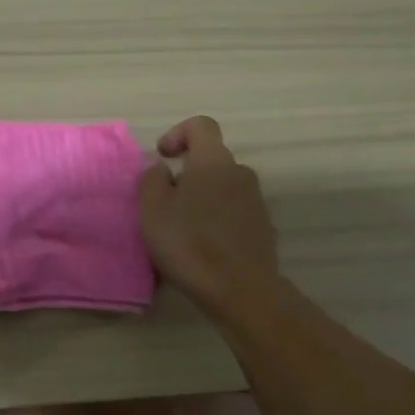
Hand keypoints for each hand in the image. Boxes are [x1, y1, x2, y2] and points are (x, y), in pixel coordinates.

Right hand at [139, 116, 278, 310]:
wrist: (240, 289)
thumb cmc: (189, 243)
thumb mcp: (152, 209)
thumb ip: (152, 179)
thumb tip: (162, 169)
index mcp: (213, 161)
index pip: (201, 125)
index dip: (178, 134)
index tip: (162, 158)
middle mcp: (240, 173)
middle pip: (210, 160)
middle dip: (186, 174)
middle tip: (164, 204)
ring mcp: (256, 201)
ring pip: (222, 188)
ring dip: (201, 199)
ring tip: (182, 230)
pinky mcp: (262, 227)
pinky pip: (233, 212)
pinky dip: (216, 220)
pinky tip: (203, 247)